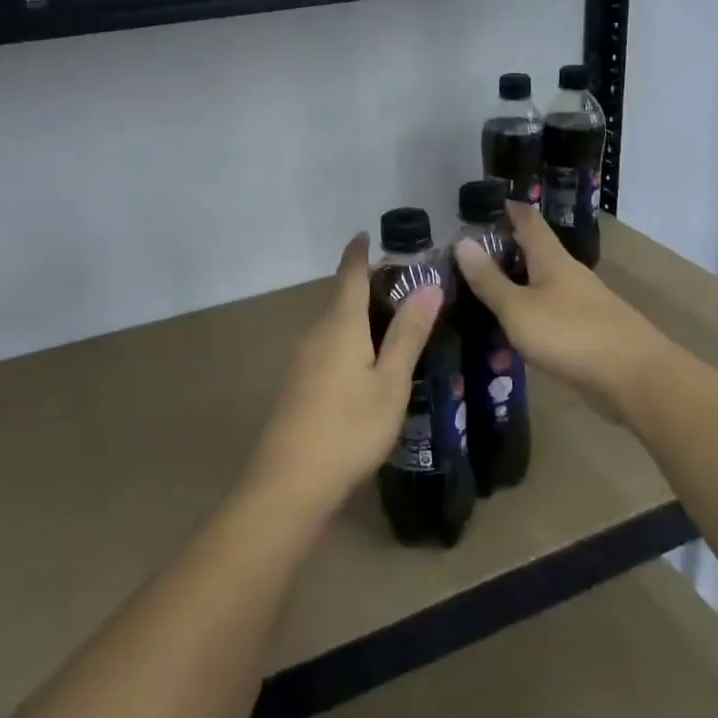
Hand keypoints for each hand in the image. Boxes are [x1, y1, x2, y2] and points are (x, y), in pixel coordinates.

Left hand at [243, 234, 442, 520]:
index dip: (358, 252)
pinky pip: (325, 344)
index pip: (349, 273)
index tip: (367, 234)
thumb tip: (428, 284)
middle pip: (339, 296)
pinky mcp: (297, 383)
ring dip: (356, 314)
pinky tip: (363, 360)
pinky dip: (347, 337)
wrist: (289, 482)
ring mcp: (301, 359)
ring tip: (390, 319)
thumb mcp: (390, 382)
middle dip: (364, 284)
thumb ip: (408, 333)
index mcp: (339, 324)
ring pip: (332, 323)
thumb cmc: (349, 428)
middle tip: (401, 283)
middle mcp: (315, 332)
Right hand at [453, 204, 670, 415]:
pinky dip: (530, 311)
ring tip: (485, 292)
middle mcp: (568, 273)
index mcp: (551, 259)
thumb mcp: (518, 309)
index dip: (508, 208)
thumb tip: (462, 241)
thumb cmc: (571, 334)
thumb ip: (489, 280)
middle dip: (506, 249)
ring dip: (517, 283)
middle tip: (469, 254)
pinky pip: (552, 311)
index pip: (528, 220)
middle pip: (536, 251)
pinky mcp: (589, 330)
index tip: (484, 203)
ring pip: (542, 283)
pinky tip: (516, 327)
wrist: (635, 377)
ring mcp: (582, 302)